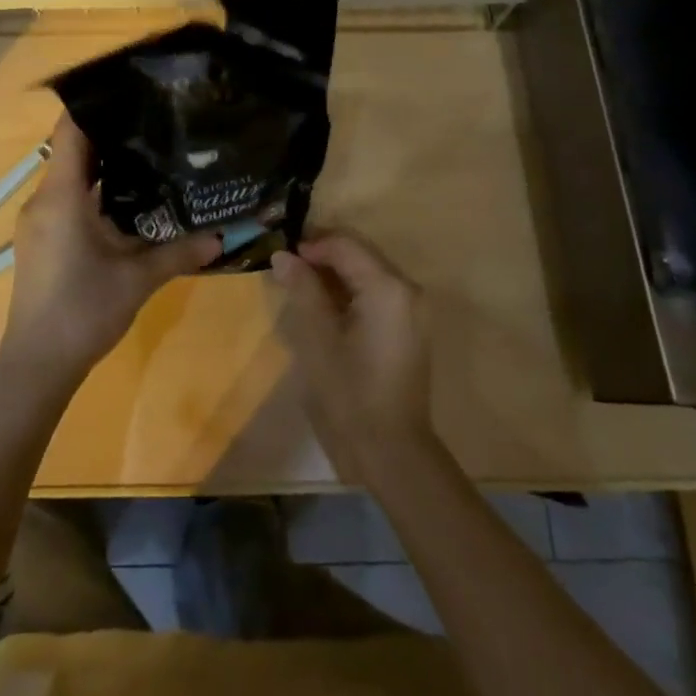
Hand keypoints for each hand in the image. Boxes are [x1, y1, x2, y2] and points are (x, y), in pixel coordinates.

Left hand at [0, 115, 218, 400]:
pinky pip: (67, 199)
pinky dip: (95, 191)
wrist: (37, 365)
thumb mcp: (137, 280)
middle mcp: (43, 200)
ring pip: (71, 177)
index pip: (70, 132)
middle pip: (73, 150)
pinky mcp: (41, 240)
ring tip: (150, 154)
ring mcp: (39, 221)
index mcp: (61, 197)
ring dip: (105, 166)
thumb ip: (179, 253)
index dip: (96, 106)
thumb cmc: (82, 311)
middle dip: (111, 134)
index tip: (131, 91)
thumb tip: (223, 237)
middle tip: (155, 121)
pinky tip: (130, 200)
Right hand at [271, 233, 435, 482]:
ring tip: (300, 287)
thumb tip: (284, 255)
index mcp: (388, 287)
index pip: (346, 244)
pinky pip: (377, 294)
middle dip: (323, 256)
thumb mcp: (317, 338)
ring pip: (368, 273)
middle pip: (360, 254)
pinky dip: (350, 293)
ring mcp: (413, 309)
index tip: (281, 257)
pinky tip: (325, 308)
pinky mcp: (410, 328)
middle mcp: (408, 289)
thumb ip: (302, 289)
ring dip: (335, 274)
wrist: (391, 450)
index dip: (311, 244)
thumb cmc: (349, 393)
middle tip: (287, 268)